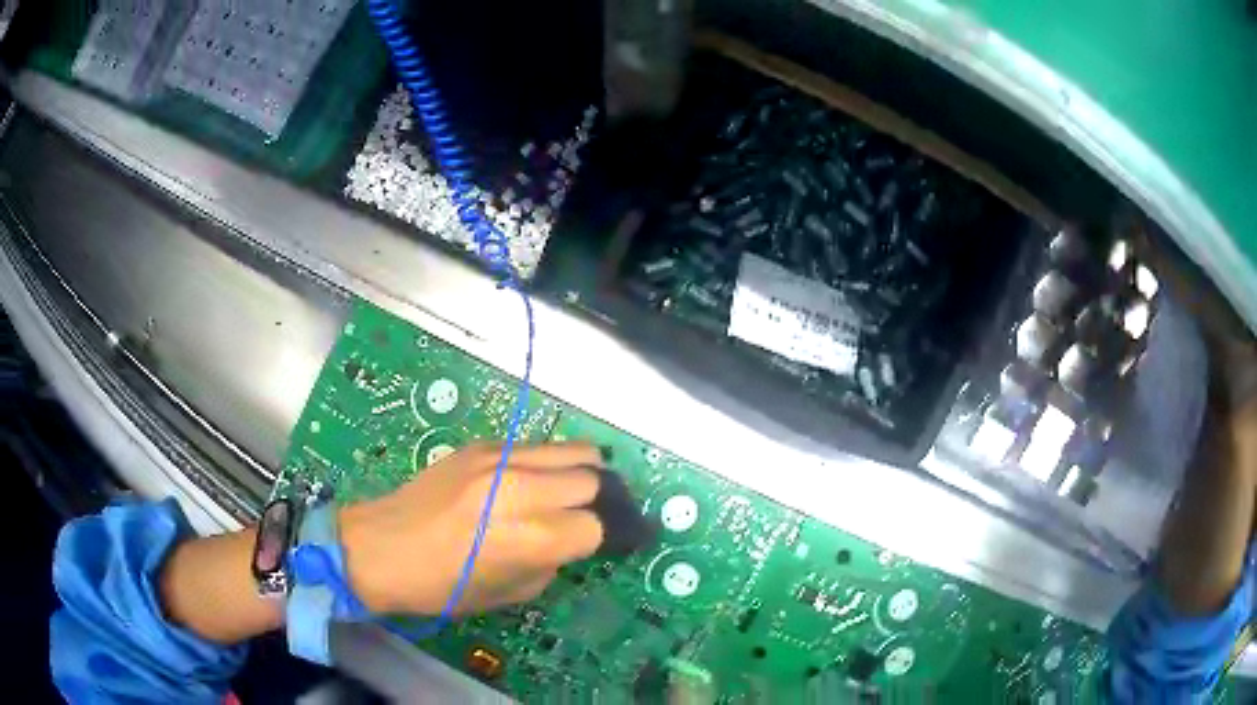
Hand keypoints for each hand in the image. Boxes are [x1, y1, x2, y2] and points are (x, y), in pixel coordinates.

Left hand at [338, 443, 605, 615]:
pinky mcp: (481, 445)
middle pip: (592, 479)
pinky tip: (531, 481)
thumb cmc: (442, 586)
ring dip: (582, 473)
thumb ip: (551, 563)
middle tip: (587, 517)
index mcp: (532, 537)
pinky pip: (536, 445)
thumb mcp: (510, 594)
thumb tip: (570, 540)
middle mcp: (524, 489)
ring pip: (573, 450)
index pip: (597, 526)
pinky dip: (547, 463)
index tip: (603, 543)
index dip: (604, 538)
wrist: (382, 547)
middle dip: (597, 503)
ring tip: (571, 492)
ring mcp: (501, 459)